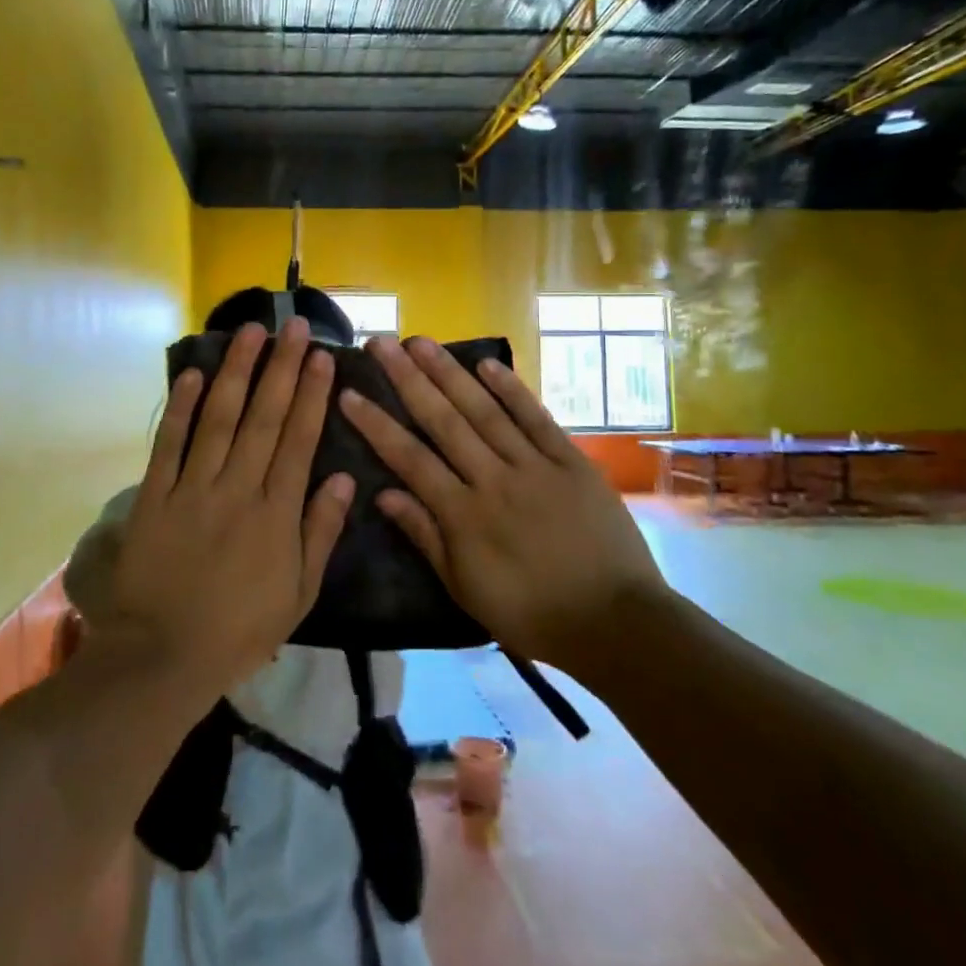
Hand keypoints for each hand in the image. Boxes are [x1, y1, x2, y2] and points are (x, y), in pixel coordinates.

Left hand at [95, 318, 354, 693]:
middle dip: (280, 367)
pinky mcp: (154, 496)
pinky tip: (193, 374)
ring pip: (219, 419)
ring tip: (249, 332)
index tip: (320, 356)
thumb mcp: (298, 594)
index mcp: (276, 513)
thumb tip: (345, 480)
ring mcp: (193, 488)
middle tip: (291, 325)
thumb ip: (320, 533)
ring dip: (235, 372)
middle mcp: (237, 488)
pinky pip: (169, 444)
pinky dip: (180, 408)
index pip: (298, 440)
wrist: (163, 656)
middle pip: (263, 417)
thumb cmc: (239, 629)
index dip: (310, 394)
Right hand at [341, 336, 663, 666]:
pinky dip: (512, 389)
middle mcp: (494, 480)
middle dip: (408, 380)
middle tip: (381, 344)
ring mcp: (535, 466)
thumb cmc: (531, 613)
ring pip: (485, 411)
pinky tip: (486, 363)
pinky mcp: (571, 462)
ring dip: (450, 373)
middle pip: (443, 422)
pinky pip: (536, 419)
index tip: (349, 393)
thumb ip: (425, 535)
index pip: (409, 459)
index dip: (376, 424)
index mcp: (464, 516)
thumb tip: (382, 493)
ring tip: (421, 342)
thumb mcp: (465, 587)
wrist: (615, 623)